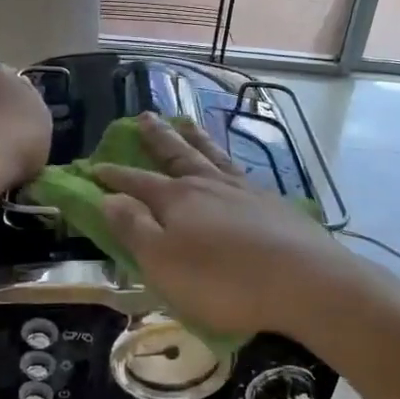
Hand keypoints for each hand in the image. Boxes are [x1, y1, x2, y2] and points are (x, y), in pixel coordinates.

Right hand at [92, 114, 353, 337]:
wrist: (304, 282)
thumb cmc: (223, 281)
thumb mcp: (163, 263)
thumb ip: (134, 228)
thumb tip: (109, 198)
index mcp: (177, 199)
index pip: (137, 181)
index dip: (114, 176)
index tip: (95, 166)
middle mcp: (208, 184)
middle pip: (177, 154)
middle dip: (157, 138)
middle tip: (145, 116)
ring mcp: (244, 190)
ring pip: (212, 155)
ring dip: (195, 138)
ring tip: (185, 122)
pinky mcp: (273, 203)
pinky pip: (240, 170)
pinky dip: (228, 161)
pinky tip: (231, 165)